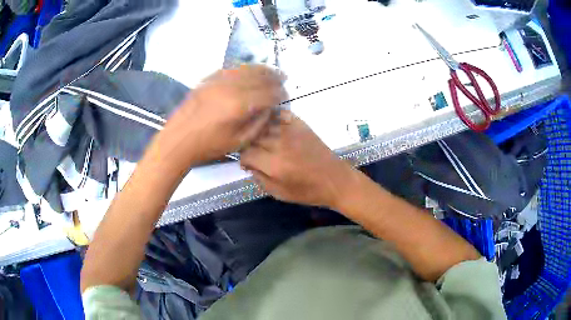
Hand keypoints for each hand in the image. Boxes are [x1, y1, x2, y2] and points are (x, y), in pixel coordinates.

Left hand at [156, 65, 286, 168]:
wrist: (178, 140)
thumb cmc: (209, 145)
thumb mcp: (239, 142)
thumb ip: (258, 123)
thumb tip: (270, 108)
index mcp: (240, 105)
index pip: (268, 93)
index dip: (280, 94)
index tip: (286, 97)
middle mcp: (231, 87)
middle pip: (260, 76)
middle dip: (275, 78)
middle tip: (283, 80)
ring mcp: (218, 80)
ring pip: (246, 68)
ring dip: (262, 69)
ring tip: (272, 72)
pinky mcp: (208, 78)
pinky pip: (232, 68)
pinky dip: (245, 68)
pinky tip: (249, 72)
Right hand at [240, 110, 357, 207]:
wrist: (335, 180)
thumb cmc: (307, 191)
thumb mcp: (278, 193)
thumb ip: (259, 178)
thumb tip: (248, 164)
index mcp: (274, 165)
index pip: (246, 153)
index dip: (243, 159)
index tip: (248, 164)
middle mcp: (280, 144)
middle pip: (253, 138)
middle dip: (250, 146)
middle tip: (255, 154)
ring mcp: (291, 131)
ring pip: (264, 126)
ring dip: (260, 133)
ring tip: (263, 141)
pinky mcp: (301, 125)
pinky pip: (281, 115)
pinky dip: (274, 118)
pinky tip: (274, 127)